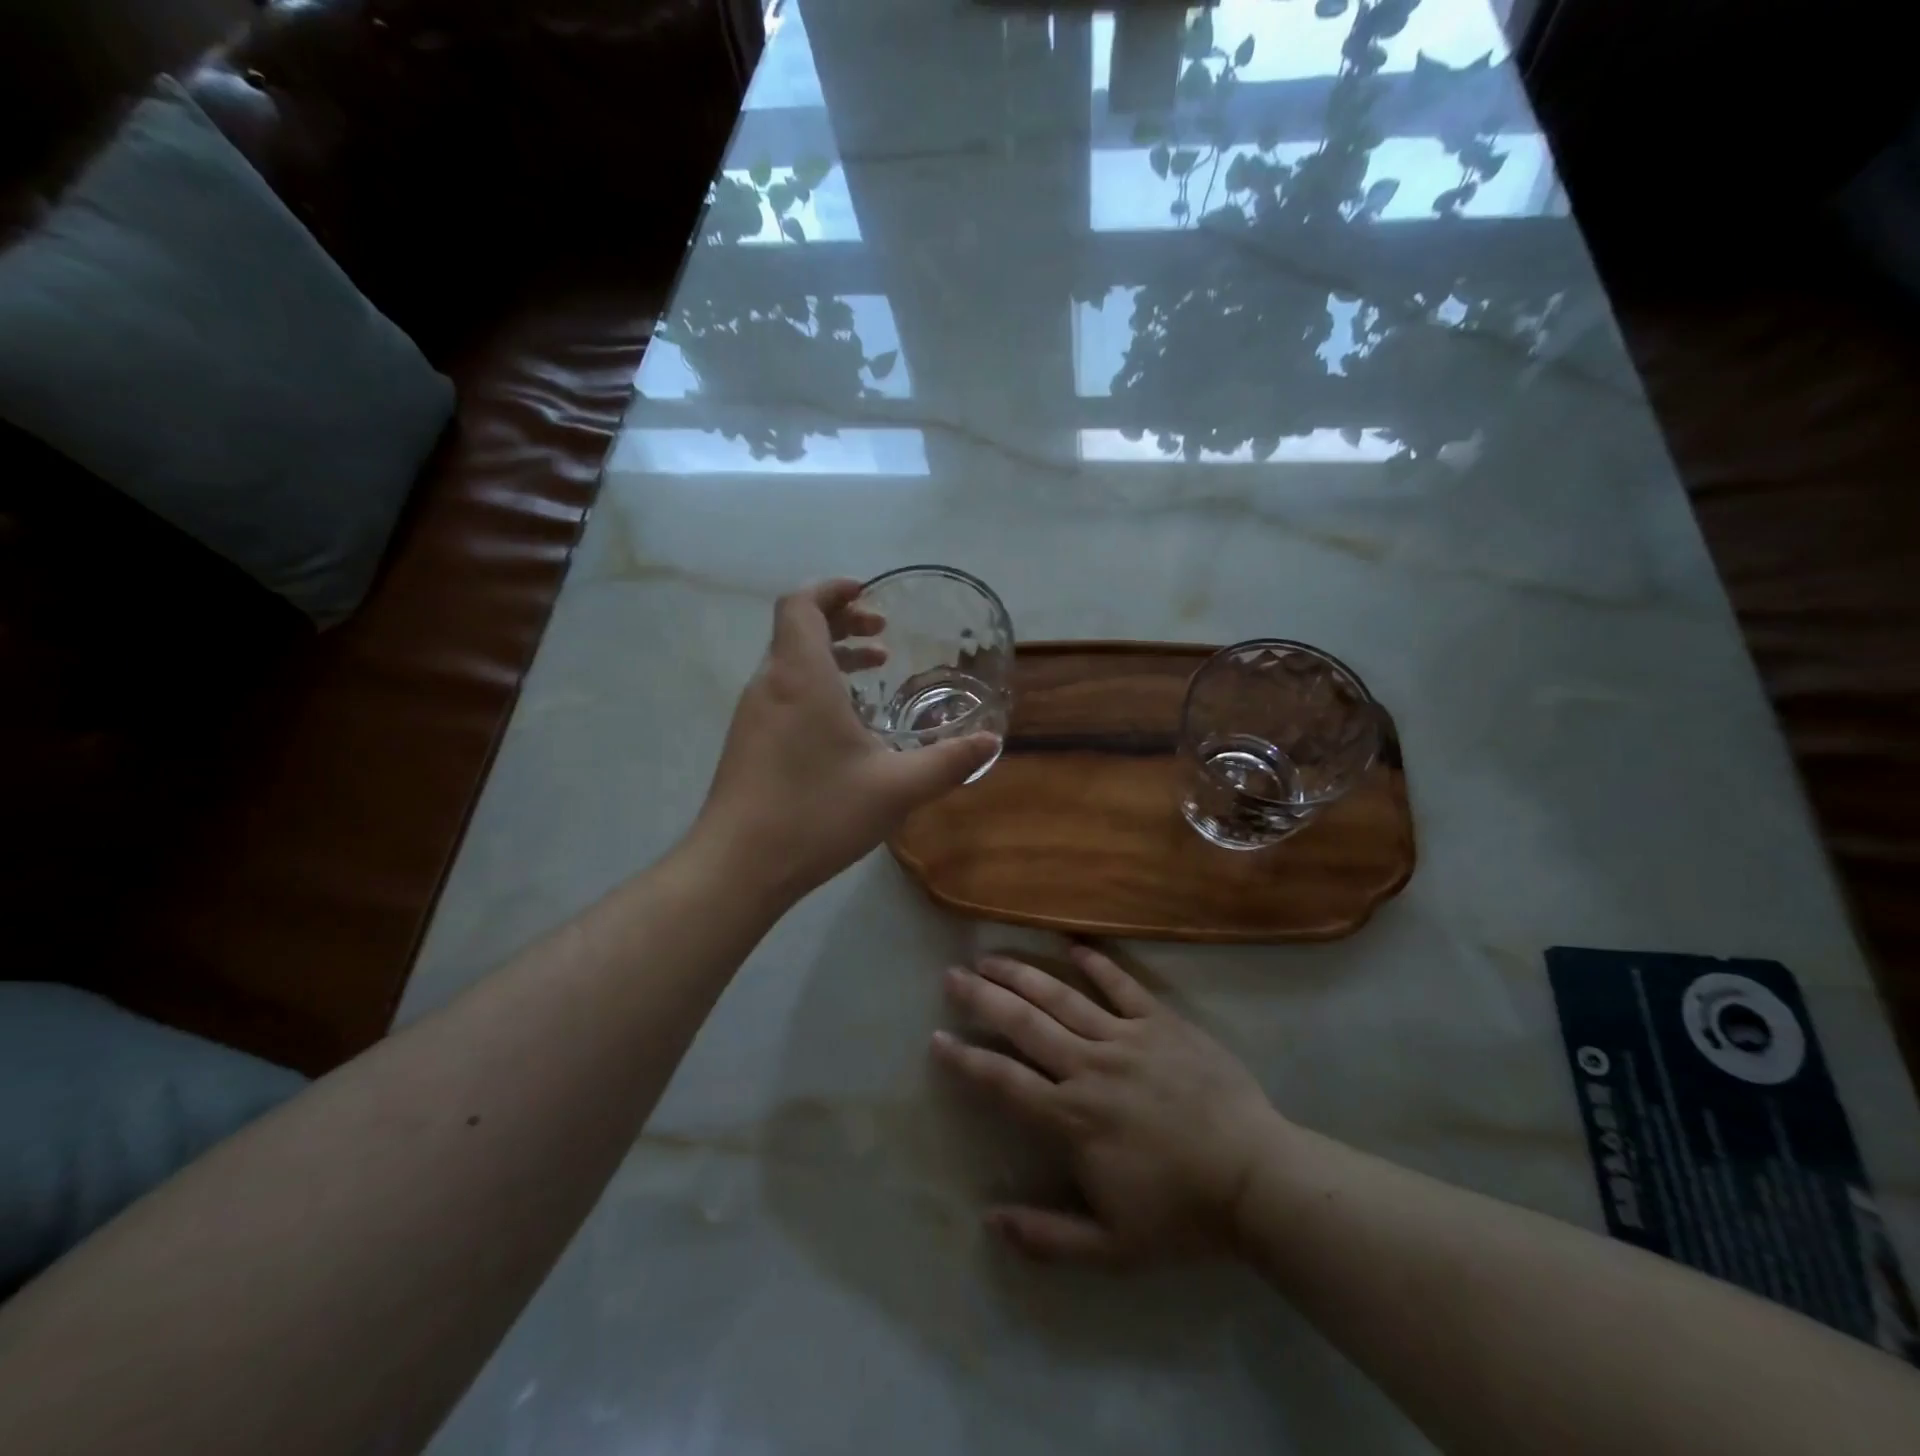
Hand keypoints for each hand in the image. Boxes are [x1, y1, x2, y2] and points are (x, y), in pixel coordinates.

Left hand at [693, 579, 999, 905]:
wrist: (738, 866)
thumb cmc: (816, 813)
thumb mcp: (896, 789)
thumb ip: (947, 762)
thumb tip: (990, 744)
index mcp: (800, 676)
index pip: (801, 604)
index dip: (832, 589)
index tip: (868, 594)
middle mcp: (769, 684)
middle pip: (796, 628)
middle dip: (840, 622)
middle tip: (881, 637)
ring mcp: (752, 714)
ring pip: (788, 662)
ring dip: (829, 656)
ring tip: (871, 673)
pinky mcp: (747, 742)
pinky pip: (782, 692)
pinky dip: (814, 685)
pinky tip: (844, 725)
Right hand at [932, 945, 1283, 1263]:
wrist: (1257, 1180)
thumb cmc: (1182, 1214)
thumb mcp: (1112, 1248)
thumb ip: (1047, 1237)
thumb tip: (989, 1222)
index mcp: (1072, 1118)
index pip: (1004, 1081)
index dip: (967, 1059)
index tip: (937, 1037)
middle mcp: (1089, 1067)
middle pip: (1025, 1024)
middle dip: (983, 997)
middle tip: (952, 973)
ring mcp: (1127, 1038)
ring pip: (1063, 997)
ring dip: (1023, 974)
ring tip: (992, 955)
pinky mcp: (1162, 1022)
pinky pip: (1123, 985)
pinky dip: (1097, 964)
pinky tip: (1073, 946)